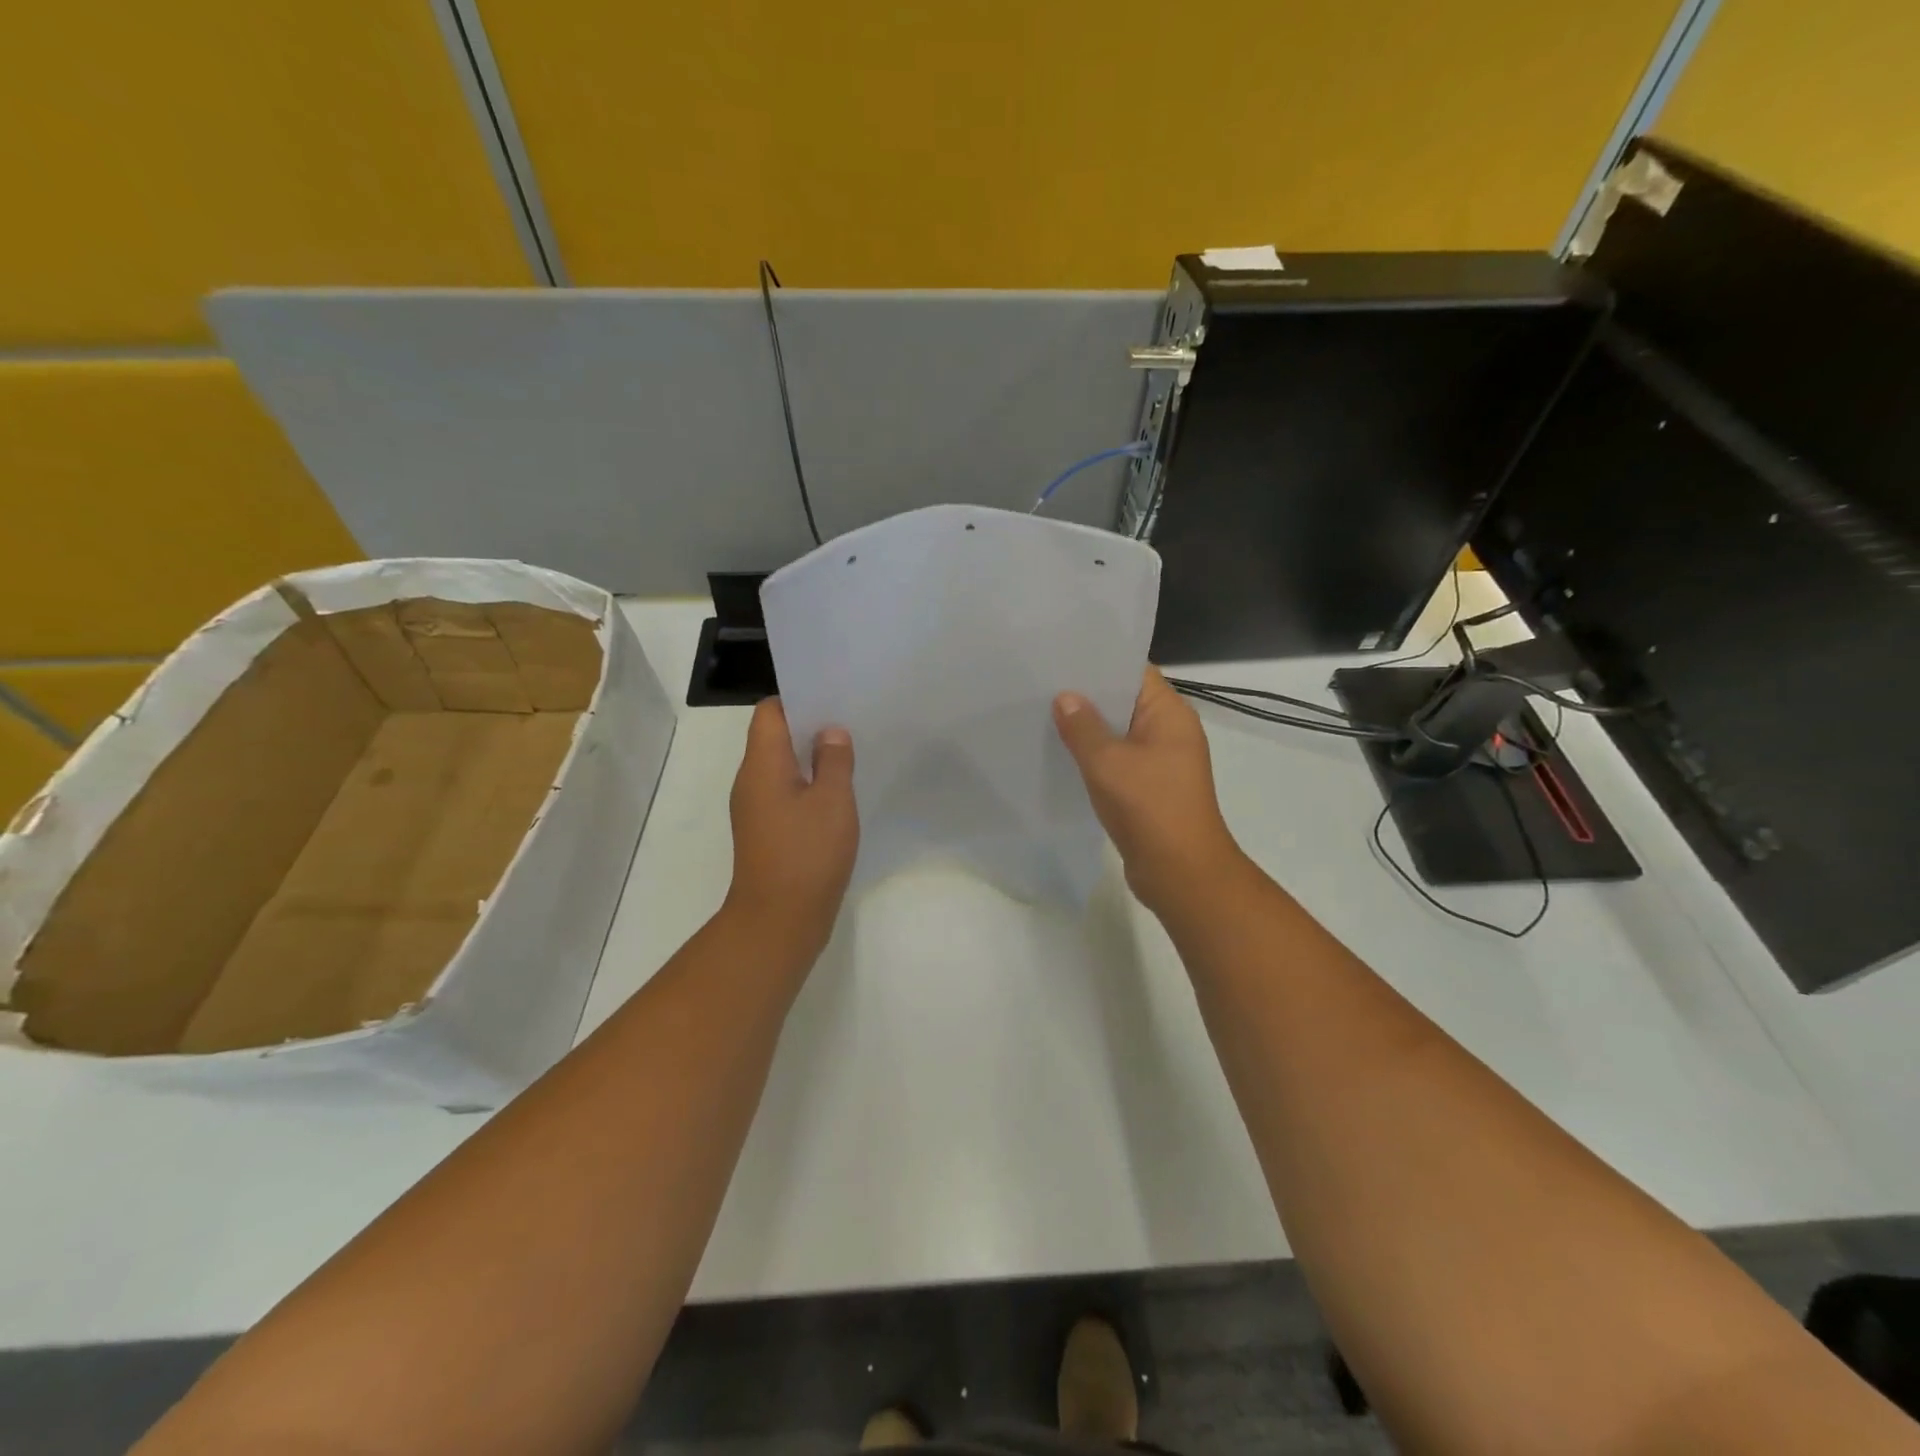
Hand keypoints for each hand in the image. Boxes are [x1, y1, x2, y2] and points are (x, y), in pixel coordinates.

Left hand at [723, 698, 859, 958]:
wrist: (779, 921)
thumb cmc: (807, 854)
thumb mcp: (833, 801)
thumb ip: (834, 760)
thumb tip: (830, 733)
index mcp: (761, 765)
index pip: (769, 712)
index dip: (798, 698)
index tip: (833, 696)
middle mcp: (751, 781)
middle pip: (775, 737)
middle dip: (810, 726)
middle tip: (851, 720)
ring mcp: (756, 809)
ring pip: (782, 767)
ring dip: (812, 757)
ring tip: (850, 752)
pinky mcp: (767, 832)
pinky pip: (786, 794)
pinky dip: (809, 786)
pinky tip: (838, 793)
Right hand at [1054, 667, 1246, 914]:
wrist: (1181, 873)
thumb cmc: (1149, 807)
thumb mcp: (1108, 762)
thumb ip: (1083, 727)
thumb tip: (1065, 698)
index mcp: (1170, 714)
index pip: (1134, 671)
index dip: (1100, 661)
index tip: (1062, 656)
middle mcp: (1170, 732)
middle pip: (1125, 701)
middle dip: (1087, 695)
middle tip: (1042, 685)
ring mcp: (1161, 762)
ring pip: (1119, 734)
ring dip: (1088, 729)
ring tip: (1043, 715)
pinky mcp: (1150, 788)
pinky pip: (1118, 761)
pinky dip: (1094, 757)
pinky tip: (1061, 756)